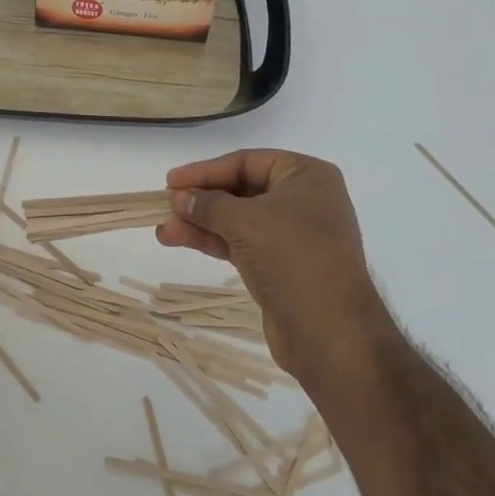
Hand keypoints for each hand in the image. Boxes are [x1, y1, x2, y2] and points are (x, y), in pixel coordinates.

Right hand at [157, 150, 392, 395]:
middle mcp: (303, 200)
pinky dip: (212, 241)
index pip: (247, 161)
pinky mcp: (281, 266)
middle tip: (165, 204)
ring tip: (163, 229)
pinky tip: (179, 240)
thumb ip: (208, 204)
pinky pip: (240, 243)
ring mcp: (293, 235)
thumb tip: (179, 196)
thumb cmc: (293, 258)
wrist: (331, 334)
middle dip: (201, 199)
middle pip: (241, 189)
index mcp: (306, 176)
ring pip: (237, 220)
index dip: (206, 170)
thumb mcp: (245, 221)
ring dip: (200, 222)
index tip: (171, 180)